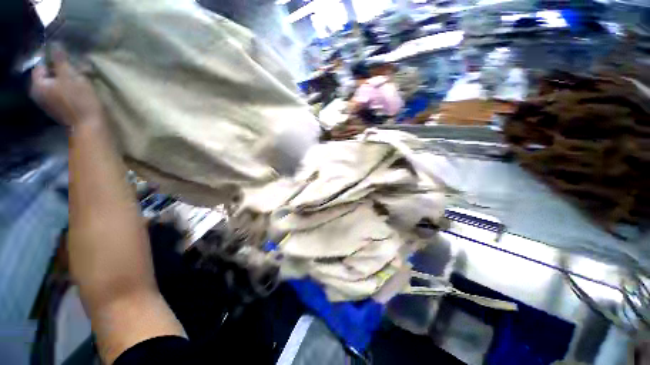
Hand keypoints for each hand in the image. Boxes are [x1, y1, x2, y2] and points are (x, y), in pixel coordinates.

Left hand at [30, 45, 103, 126]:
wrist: (89, 125)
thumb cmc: (78, 100)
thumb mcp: (70, 76)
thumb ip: (60, 59)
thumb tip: (55, 44)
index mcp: (38, 84)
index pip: (41, 64)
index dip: (52, 58)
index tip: (67, 56)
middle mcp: (40, 93)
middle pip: (50, 73)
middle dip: (63, 68)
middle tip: (77, 67)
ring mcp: (50, 101)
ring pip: (57, 81)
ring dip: (69, 76)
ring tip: (83, 76)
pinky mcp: (60, 106)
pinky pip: (62, 90)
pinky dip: (71, 86)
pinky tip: (81, 86)